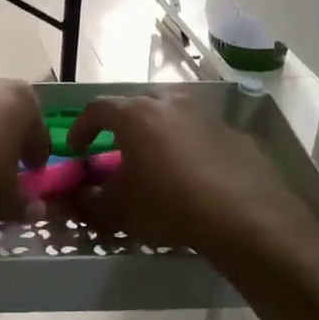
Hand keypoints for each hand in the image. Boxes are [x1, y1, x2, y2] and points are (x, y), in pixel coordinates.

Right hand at [65, 90, 311, 255]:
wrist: (241, 215)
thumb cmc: (167, 205)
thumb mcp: (118, 210)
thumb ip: (90, 199)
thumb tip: (78, 194)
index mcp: (136, 114)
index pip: (97, 109)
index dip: (82, 128)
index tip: (77, 150)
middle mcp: (170, 104)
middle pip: (138, 105)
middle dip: (123, 126)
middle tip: (118, 150)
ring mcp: (206, 115)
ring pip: (174, 116)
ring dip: (160, 133)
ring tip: (158, 161)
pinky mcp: (234, 134)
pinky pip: (202, 134)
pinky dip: (190, 147)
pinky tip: (194, 175)